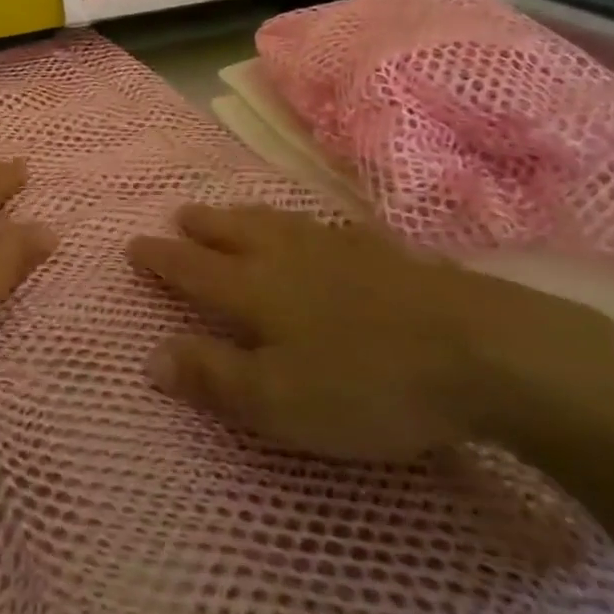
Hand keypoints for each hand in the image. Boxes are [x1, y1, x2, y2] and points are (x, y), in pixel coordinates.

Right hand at [129, 205, 613, 462]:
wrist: (479, 351)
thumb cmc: (366, 384)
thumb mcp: (278, 401)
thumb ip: (212, 377)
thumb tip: (150, 357)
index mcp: (254, 288)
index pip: (193, 268)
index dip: (161, 259)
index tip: (134, 244)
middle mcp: (287, 256)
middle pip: (234, 233)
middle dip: (202, 226)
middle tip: (180, 214)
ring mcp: (338, 248)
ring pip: (277, 222)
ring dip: (246, 216)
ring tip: (231, 213)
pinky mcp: (384, 254)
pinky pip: (329, 228)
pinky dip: (308, 225)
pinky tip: (320, 228)